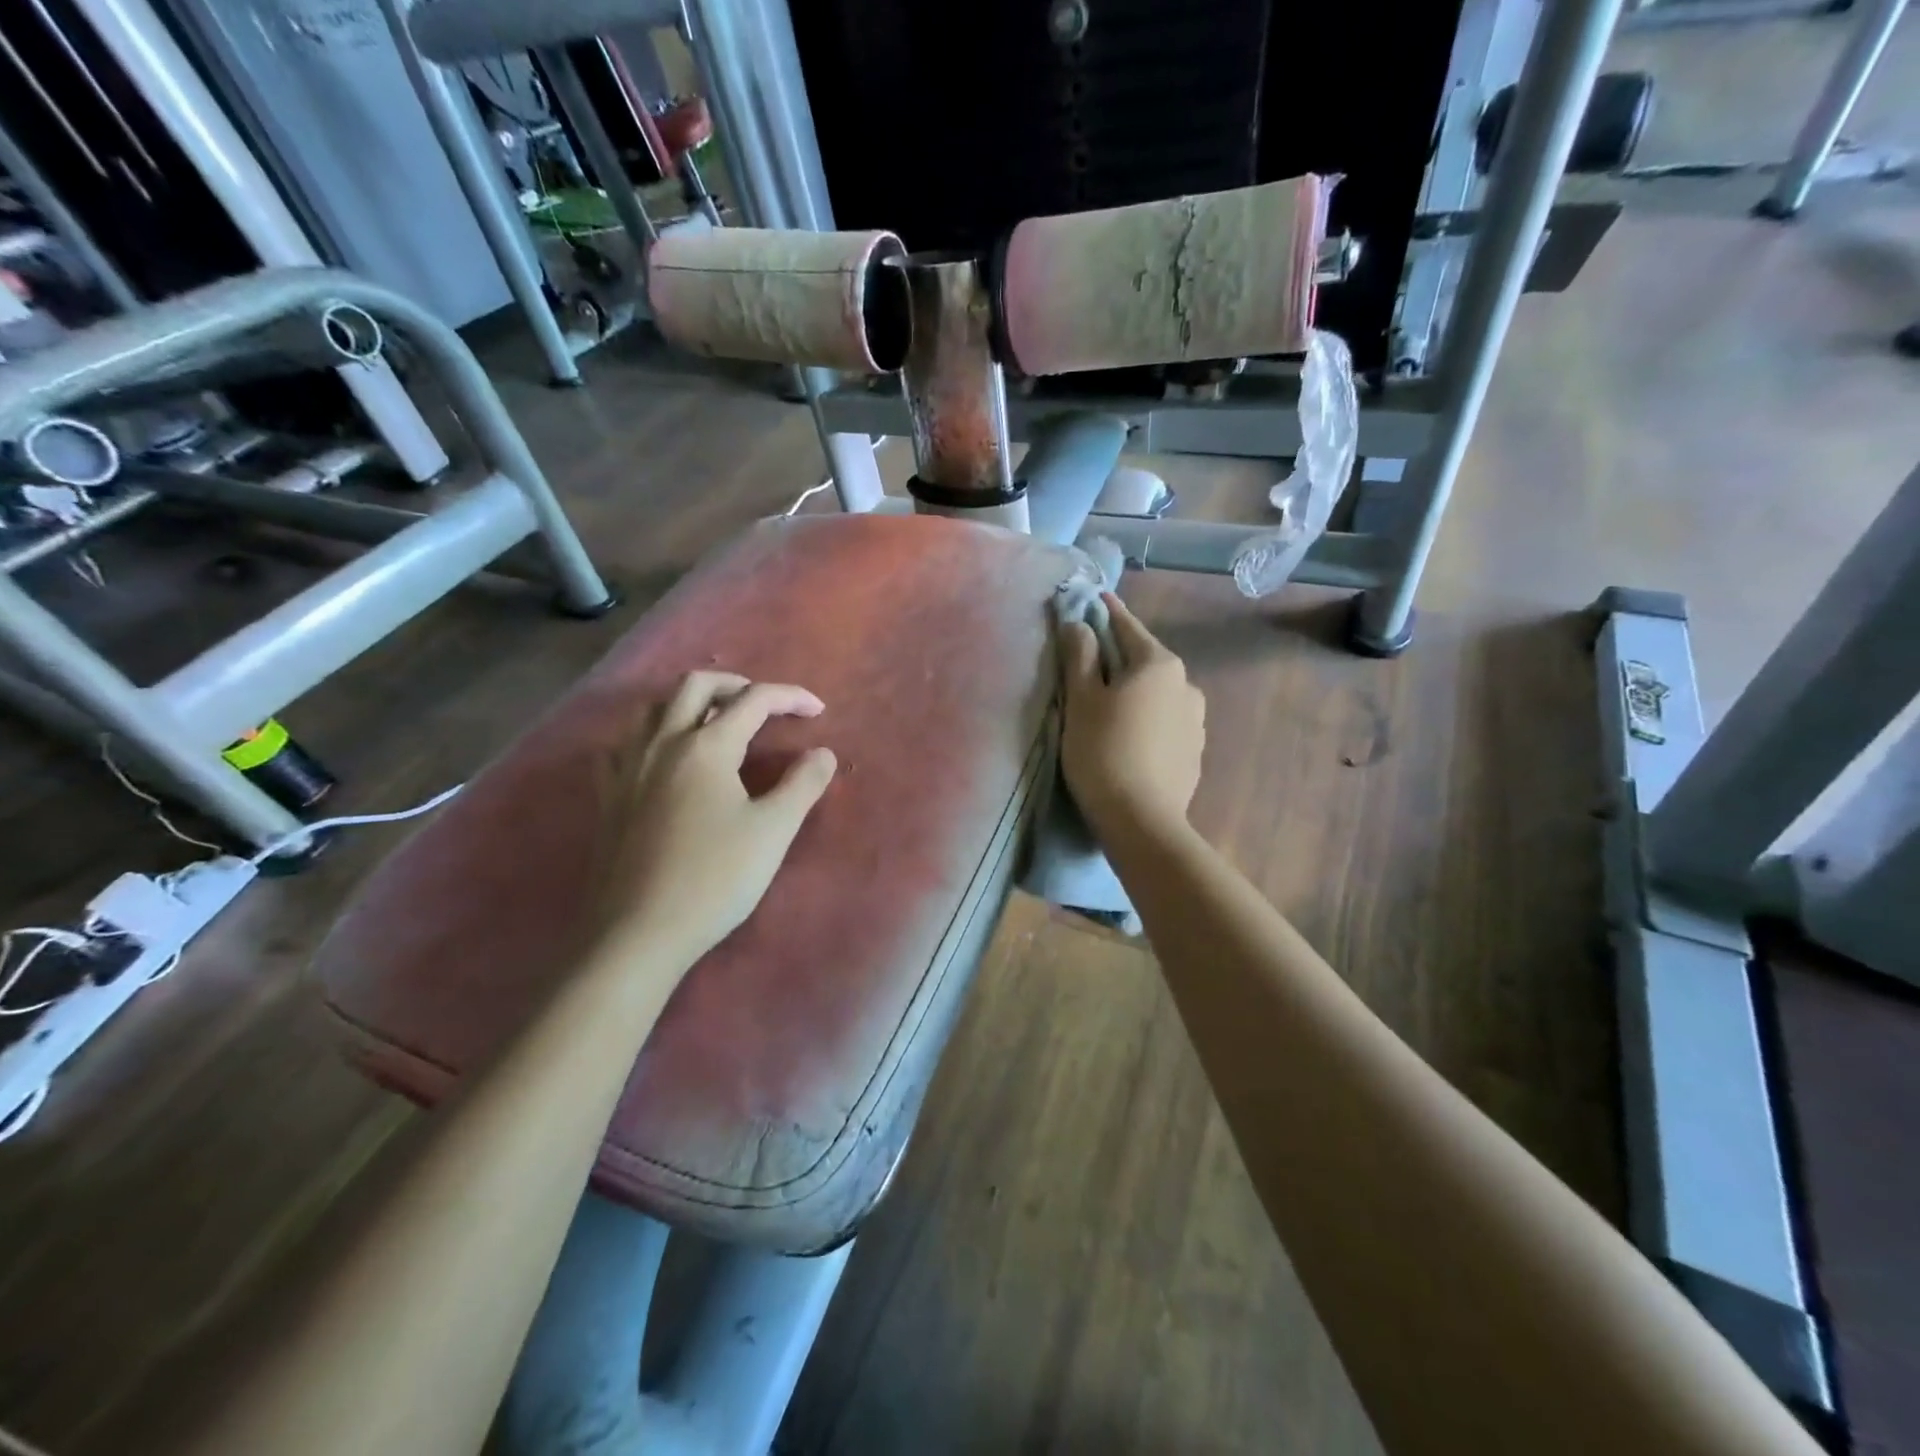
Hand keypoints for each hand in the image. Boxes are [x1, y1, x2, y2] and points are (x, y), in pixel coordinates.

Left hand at [596, 671, 837, 965]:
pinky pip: (623, 745)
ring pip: (654, 708)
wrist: (639, 932)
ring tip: (715, 723)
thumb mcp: (773, 831)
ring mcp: (628, 768)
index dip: (790, 697)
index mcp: (706, 747)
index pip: (754, 700)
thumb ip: (803, 784)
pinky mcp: (609, 796)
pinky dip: (650, 736)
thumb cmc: (715, 878)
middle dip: (736, 685)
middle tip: (764, 705)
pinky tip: (661, 758)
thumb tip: (823, 753)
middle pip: (696, 686)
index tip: (818, 710)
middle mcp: (662, 743)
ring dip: (689, 703)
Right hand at [1058, 593, 1205, 844]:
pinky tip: (1130, 736)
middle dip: (1119, 656)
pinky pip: (1165, 721)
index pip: (1127, 627)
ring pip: (1157, 693)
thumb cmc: (1103, 752)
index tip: (1095, 597)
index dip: (1106, 612)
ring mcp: (1195, 720)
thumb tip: (1079, 624)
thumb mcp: (1081, 701)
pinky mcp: (1195, 751)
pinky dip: (1147, 718)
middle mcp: (1186, 684)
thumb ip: (1080, 656)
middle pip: (1144, 660)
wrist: (1142, 821)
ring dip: (1135, 690)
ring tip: (1110, 704)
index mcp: (1159, 664)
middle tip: (1091, 659)